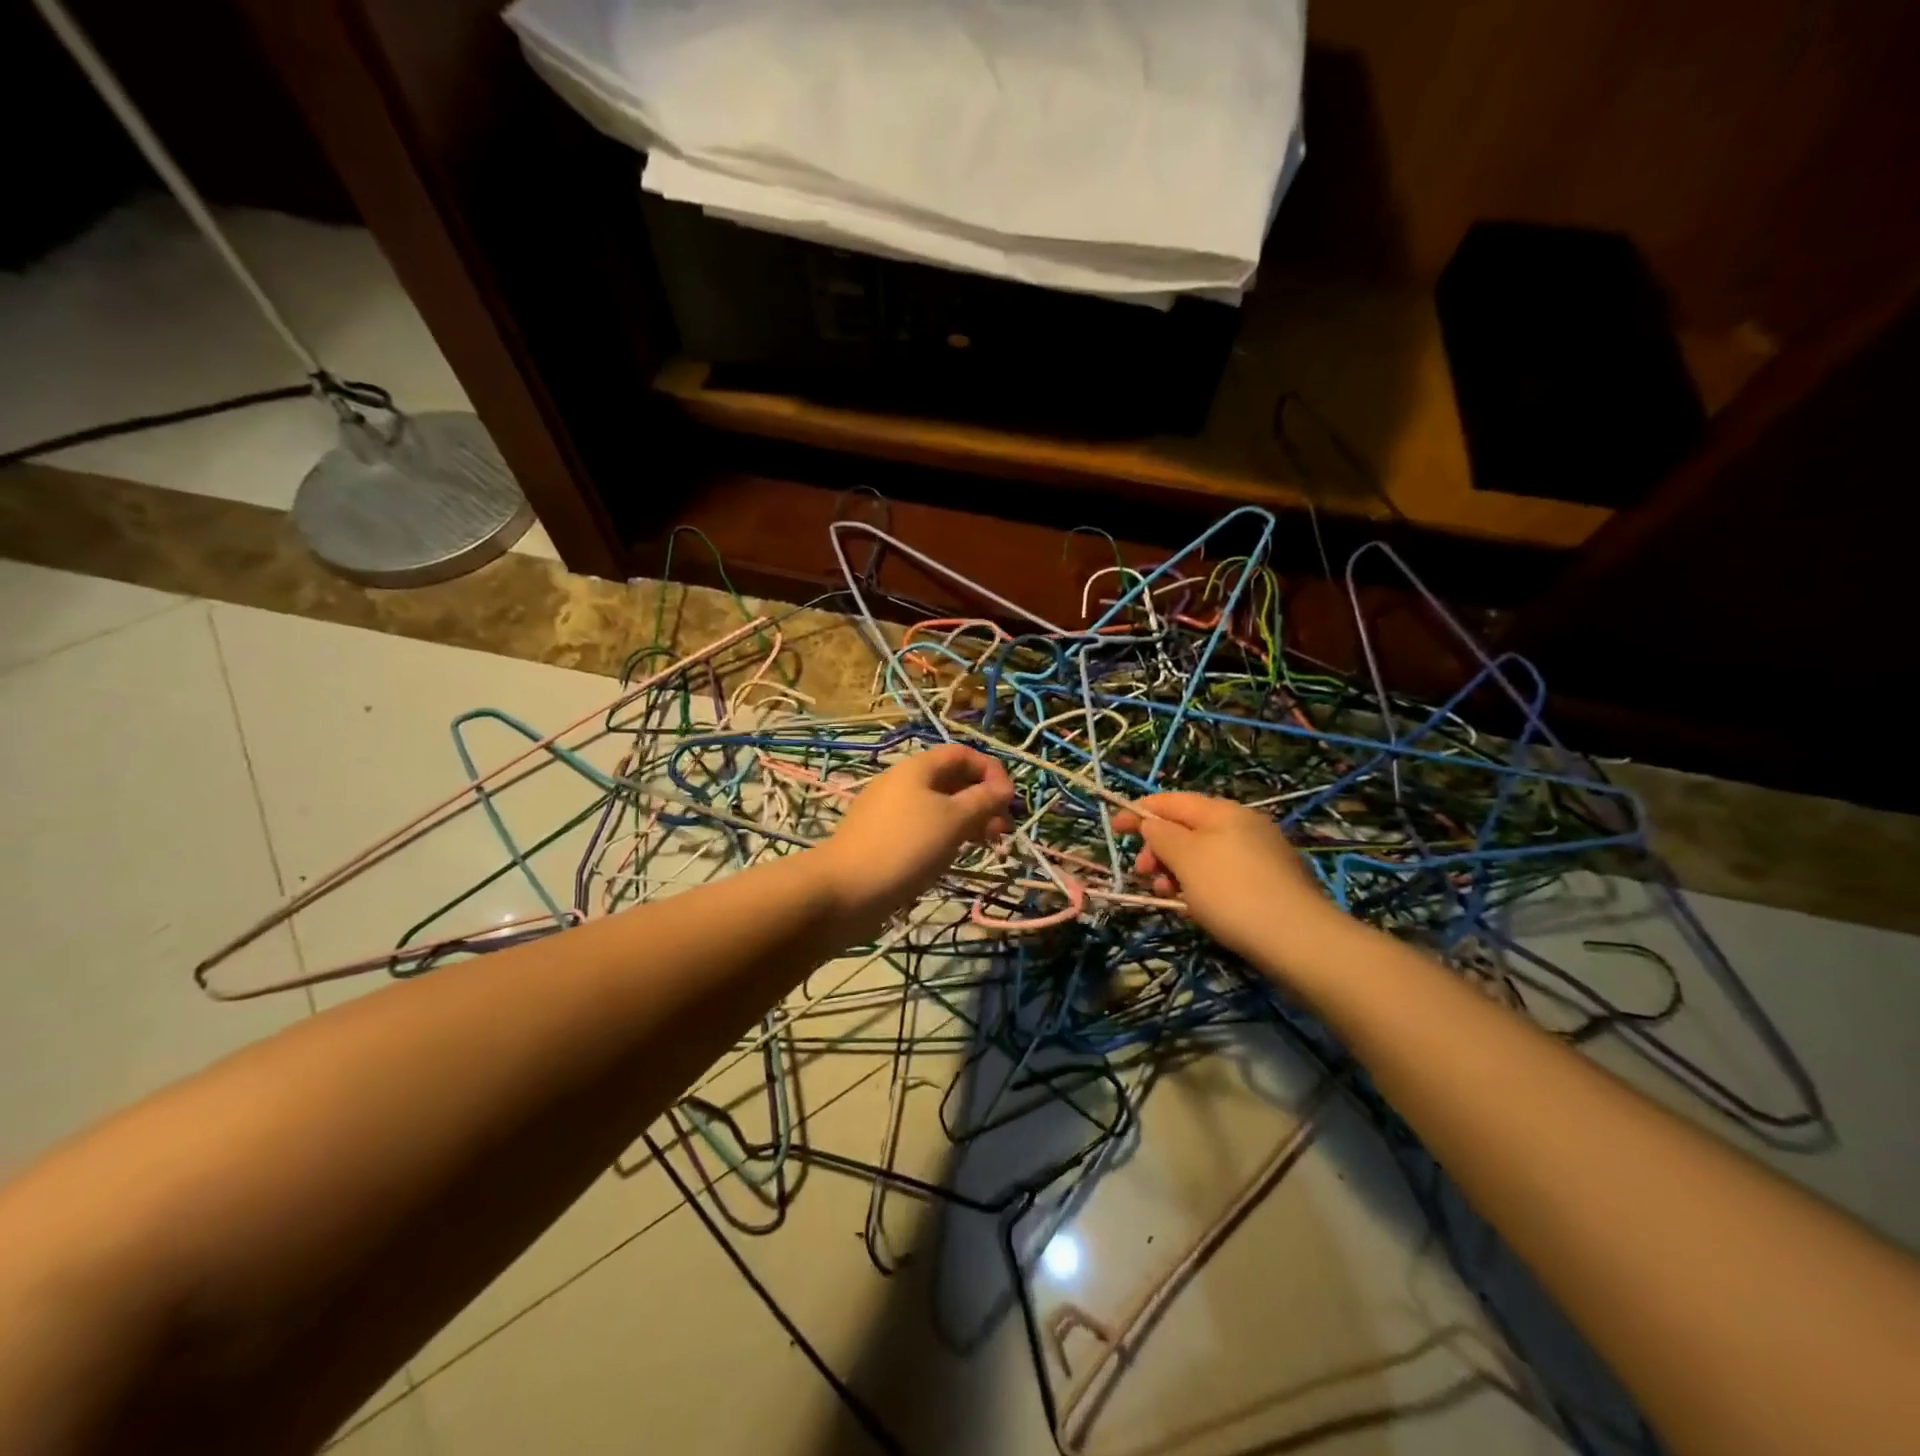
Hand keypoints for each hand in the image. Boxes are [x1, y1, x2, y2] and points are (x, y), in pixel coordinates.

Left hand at [815, 745, 1014, 920]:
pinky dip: (946, 836)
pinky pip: (923, 828)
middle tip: (1003, 829)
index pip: (962, 754)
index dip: (991, 770)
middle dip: (982, 799)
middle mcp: (902, 783)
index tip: (1010, 800)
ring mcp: (890, 812)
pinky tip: (954, 856)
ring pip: (939, 807)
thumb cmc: (905, 846)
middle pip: (951, 780)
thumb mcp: (953, 820)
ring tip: (987, 845)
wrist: (845, 890)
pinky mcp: (883, 839)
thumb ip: (983, 801)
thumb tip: (1004, 788)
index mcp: (917, 768)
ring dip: (968, 820)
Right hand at [1111, 793, 1339, 967]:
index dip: (1140, 812)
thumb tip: (1152, 824)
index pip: (1172, 801)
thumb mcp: (1186, 858)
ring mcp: (1260, 854)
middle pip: (1187, 829)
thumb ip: (1162, 835)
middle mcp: (1244, 825)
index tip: (1113, 828)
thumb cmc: (1231, 891)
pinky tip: (1197, 909)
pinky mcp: (1270, 883)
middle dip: (1159, 849)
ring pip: (1203, 855)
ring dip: (1177, 871)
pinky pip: (1222, 875)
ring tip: (1169, 898)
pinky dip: (1201, 886)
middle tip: (1145, 876)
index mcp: (1223, 812)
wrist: (1297, 939)